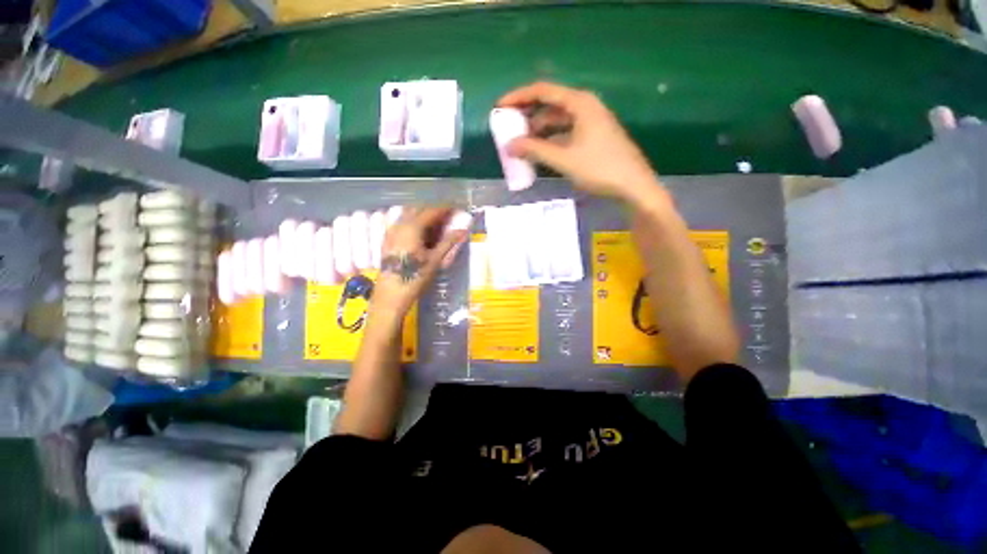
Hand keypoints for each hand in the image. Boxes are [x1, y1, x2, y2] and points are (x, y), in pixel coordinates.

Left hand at [370, 207, 465, 323]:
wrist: (390, 295)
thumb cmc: (415, 278)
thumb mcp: (435, 260)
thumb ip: (448, 242)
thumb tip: (463, 230)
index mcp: (412, 227)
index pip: (432, 211)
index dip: (446, 208)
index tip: (458, 208)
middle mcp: (400, 225)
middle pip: (419, 209)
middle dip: (435, 210)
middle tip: (450, 216)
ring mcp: (391, 232)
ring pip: (409, 215)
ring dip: (424, 215)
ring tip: (438, 225)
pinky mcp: (388, 240)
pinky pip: (403, 223)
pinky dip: (415, 222)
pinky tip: (423, 233)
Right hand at [497, 81, 660, 202]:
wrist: (634, 187)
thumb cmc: (600, 168)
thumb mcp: (564, 159)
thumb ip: (535, 150)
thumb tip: (509, 146)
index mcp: (580, 103)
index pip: (543, 91)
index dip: (518, 97)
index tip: (500, 108)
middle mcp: (585, 107)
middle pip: (550, 104)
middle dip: (527, 115)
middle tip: (509, 128)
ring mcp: (591, 123)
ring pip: (558, 120)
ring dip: (539, 131)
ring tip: (521, 144)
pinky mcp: (593, 137)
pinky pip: (566, 133)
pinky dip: (551, 141)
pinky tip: (541, 152)